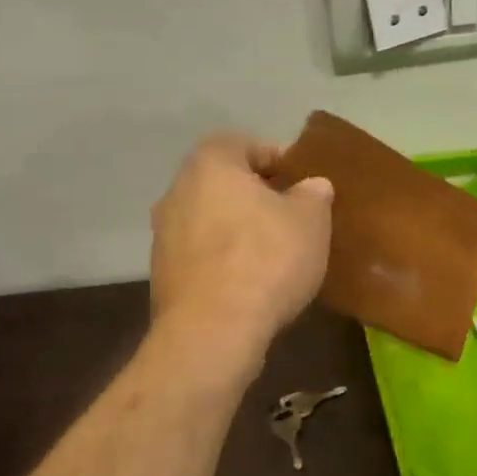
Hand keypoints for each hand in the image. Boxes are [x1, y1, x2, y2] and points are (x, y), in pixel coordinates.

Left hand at [150, 133, 332, 362]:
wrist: (213, 330)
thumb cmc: (266, 260)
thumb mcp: (310, 221)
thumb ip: (313, 195)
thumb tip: (312, 186)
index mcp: (211, 164)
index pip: (245, 145)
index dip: (278, 159)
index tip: (302, 182)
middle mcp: (177, 191)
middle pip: (223, 184)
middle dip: (256, 197)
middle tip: (291, 217)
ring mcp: (163, 235)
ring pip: (210, 221)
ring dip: (237, 230)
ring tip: (273, 254)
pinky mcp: (163, 275)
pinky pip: (202, 256)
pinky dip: (224, 261)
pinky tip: (250, 283)